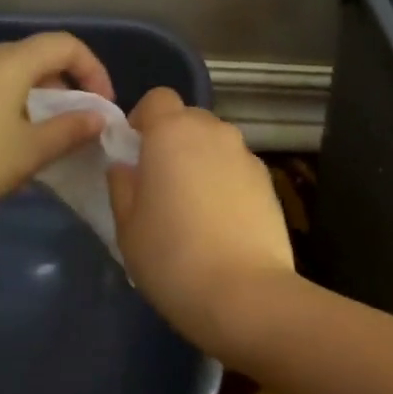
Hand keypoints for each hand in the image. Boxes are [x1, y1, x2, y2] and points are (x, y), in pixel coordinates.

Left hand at [0, 32, 114, 230]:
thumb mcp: (29, 151)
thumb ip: (71, 130)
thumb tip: (98, 117)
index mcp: (8, 61)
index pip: (65, 45)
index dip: (93, 71)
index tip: (101, 108)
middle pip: (37, 58)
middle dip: (66, 89)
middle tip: (76, 128)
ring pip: (9, 76)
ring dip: (36, 101)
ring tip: (42, 141)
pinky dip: (8, 107)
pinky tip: (3, 146)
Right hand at [107, 88, 296, 343]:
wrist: (244, 294)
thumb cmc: (172, 257)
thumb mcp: (128, 227)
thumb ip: (122, 187)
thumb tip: (126, 167)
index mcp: (173, 132)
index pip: (158, 99)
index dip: (143, 120)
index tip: (135, 154)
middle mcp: (215, 133)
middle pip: (190, 119)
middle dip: (173, 140)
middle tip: (160, 183)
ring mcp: (248, 157)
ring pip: (217, 145)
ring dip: (202, 161)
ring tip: (192, 207)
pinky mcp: (270, 184)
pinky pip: (238, 170)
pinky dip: (226, 183)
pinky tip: (220, 223)